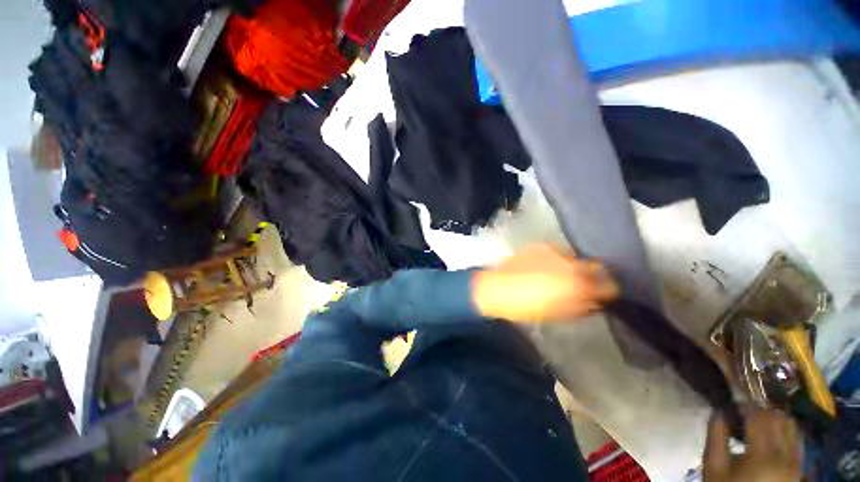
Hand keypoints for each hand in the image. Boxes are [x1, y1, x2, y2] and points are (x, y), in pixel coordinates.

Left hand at [471, 244, 618, 322]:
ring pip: (575, 258)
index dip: (609, 290)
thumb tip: (596, 301)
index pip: (607, 284)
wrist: (497, 289)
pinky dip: (558, 259)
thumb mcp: (558, 313)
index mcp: (576, 284)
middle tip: (584, 284)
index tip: (605, 294)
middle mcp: (570, 263)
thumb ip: (582, 306)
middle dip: (593, 276)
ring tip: (561, 275)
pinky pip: (557, 252)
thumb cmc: (527, 307)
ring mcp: (554, 251)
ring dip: (574, 267)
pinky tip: (546, 266)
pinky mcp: (540, 245)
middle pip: (595, 266)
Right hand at [704, 409, 802, 481]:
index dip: (746, 405)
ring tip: (759, 422)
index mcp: (762, 454)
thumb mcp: (713, 466)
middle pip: (779, 419)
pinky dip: (785, 432)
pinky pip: (797, 441)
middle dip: (762, 410)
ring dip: (776, 419)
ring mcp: (795, 463)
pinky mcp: (799, 468)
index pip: (759, 417)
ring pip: (793, 428)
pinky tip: (773, 436)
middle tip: (746, 410)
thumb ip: (716, 437)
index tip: (734, 401)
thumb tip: (718, 412)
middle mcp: (785, 456)